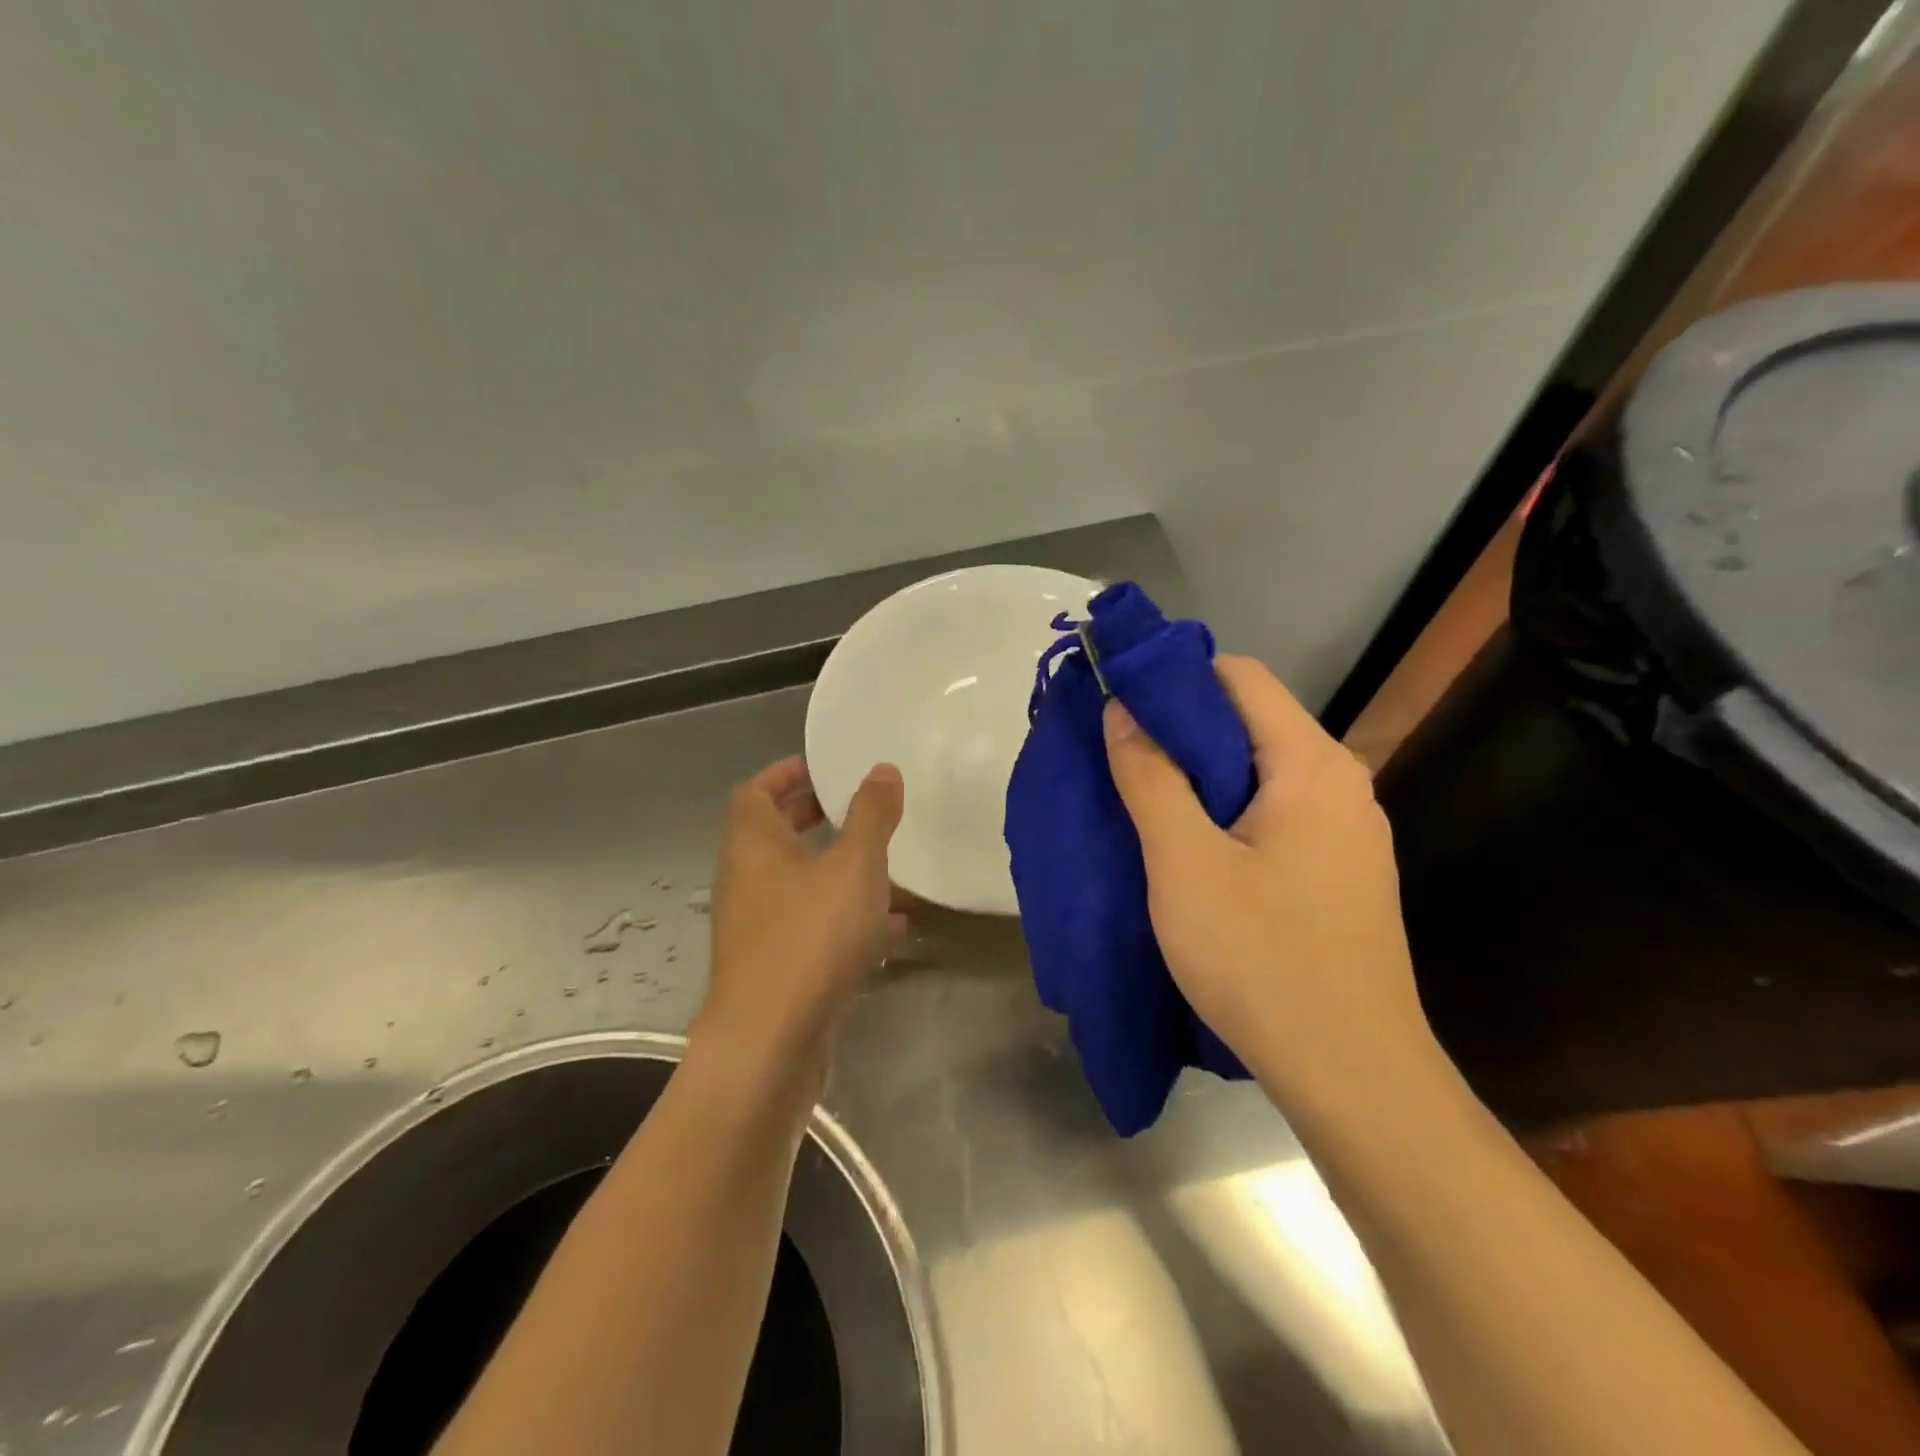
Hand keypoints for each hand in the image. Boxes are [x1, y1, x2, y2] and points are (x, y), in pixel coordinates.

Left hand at [693, 756, 904, 1082]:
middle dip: (815, 815)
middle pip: (775, 833)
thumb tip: (882, 769)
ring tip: (884, 860)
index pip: (757, 790)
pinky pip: (812, 923)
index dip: (788, 772)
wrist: (771, 1041)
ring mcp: (758, 926)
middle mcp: (746, 880)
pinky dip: (846, 914)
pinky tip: (892, 924)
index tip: (828, 767)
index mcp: (753, 844)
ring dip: (835, 866)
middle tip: (858, 806)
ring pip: (798, 881)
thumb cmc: (810, 936)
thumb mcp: (854, 865)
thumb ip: (872, 814)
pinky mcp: (776, 965)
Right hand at [1103, 656, 1435, 1107]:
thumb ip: (1150, 776)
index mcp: (1312, 765)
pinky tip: (1185, 847)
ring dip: (1197, 775)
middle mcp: (1340, 785)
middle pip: (1251, 723)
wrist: (1352, 1076)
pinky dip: (1223, 813)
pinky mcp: (1338, 874)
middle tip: (1116, 751)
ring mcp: (1345, 833)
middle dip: (1179, 729)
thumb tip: (1123, 709)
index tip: (1118, 698)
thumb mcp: (1184, 862)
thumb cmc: (1262, 958)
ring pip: (1258, 774)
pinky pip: (1272, 816)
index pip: (1241, 677)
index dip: (1175, 676)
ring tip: (1139, 796)